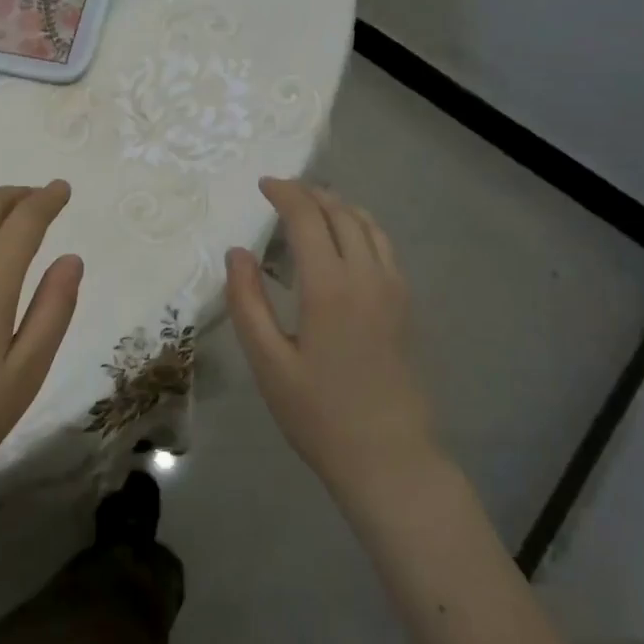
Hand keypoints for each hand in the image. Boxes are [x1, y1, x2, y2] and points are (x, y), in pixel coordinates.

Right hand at [225, 178, 434, 502]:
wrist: (389, 459)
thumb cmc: (319, 415)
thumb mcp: (268, 363)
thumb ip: (247, 302)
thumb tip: (237, 252)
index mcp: (329, 287)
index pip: (307, 218)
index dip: (285, 193)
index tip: (263, 184)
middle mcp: (367, 276)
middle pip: (341, 213)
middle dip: (310, 194)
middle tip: (282, 192)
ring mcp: (393, 290)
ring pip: (369, 226)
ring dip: (339, 206)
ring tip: (312, 206)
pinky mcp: (406, 306)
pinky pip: (384, 246)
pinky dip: (360, 227)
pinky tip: (345, 242)